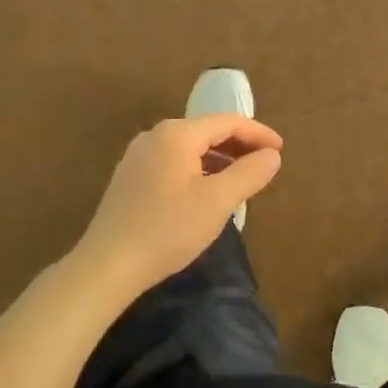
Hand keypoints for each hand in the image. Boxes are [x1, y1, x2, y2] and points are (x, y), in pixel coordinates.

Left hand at [73, 114, 283, 297]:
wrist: (106, 266)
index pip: (227, 121)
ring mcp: (138, 157)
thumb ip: (249, 174)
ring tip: (241, 179)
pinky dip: (198, 169)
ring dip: (219, 159)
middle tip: (265, 164)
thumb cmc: (167, 229)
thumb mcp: (217, 202)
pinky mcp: (130, 178)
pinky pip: (174, 162)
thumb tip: (271, 156)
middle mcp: (155, 136)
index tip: (281, 150)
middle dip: (239, 145)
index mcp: (177, 134)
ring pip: (190, 148)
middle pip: (207, 131)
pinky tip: (207, 192)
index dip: (257, 133)